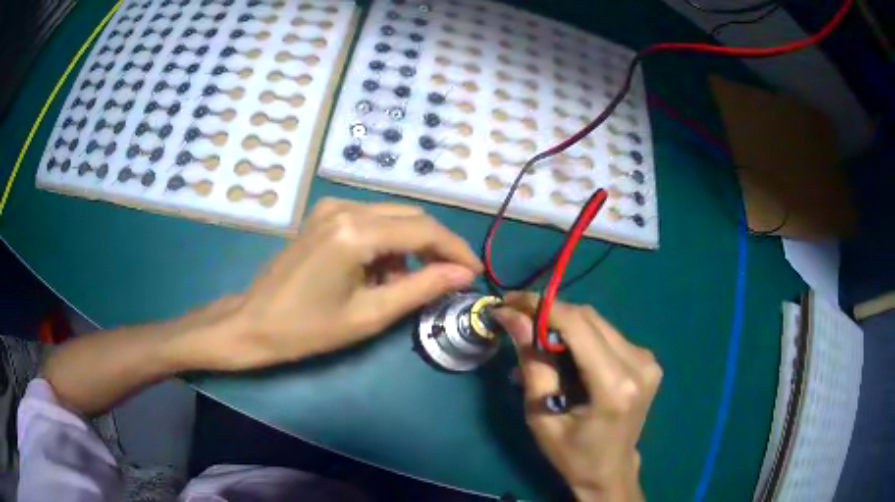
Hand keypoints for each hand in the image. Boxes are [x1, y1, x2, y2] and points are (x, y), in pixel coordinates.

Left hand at [178, 198, 481, 370]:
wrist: (254, 322)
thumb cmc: (308, 329)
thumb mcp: (370, 315)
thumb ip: (421, 288)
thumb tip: (463, 274)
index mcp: (355, 232)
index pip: (423, 230)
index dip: (455, 250)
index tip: (474, 272)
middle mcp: (345, 207)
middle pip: (411, 216)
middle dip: (436, 246)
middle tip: (449, 278)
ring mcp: (331, 206)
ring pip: (392, 216)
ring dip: (410, 245)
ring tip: (408, 283)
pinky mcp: (324, 214)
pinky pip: (370, 219)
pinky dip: (387, 242)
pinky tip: (380, 271)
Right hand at [493, 293, 661, 501]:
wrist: (609, 470)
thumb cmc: (571, 453)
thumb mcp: (541, 415)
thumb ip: (532, 364)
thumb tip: (513, 318)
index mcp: (614, 386)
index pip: (577, 325)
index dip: (541, 308)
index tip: (509, 302)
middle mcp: (639, 364)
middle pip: (588, 318)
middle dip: (549, 313)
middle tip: (516, 318)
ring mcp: (647, 360)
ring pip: (597, 322)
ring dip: (563, 323)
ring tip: (535, 337)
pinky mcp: (647, 359)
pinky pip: (607, 334)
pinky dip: (580, 335)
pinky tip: (563, 351)